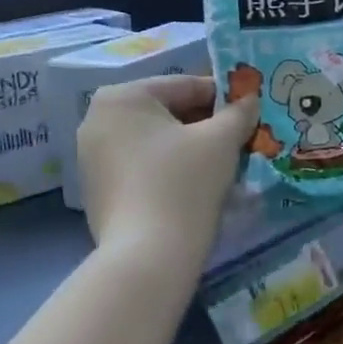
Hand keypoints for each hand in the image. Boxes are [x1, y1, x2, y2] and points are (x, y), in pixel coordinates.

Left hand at [77, 77, 258, 262]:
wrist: (148, 257)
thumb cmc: (184, 183)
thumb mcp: (221, 141)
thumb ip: (238, 113)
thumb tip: (250, 99)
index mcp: (121, 97)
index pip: (184, 86)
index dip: (223, 97)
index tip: (250, 110)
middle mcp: (97, 120)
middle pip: (166, 113)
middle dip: (205, 125)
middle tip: (240, 140)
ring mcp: (92, 158)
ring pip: (155, 142)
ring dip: (189, 149)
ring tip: (223, 166)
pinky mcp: (97, 191)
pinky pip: (141, 168)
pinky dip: (168, 171)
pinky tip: (194, 189)